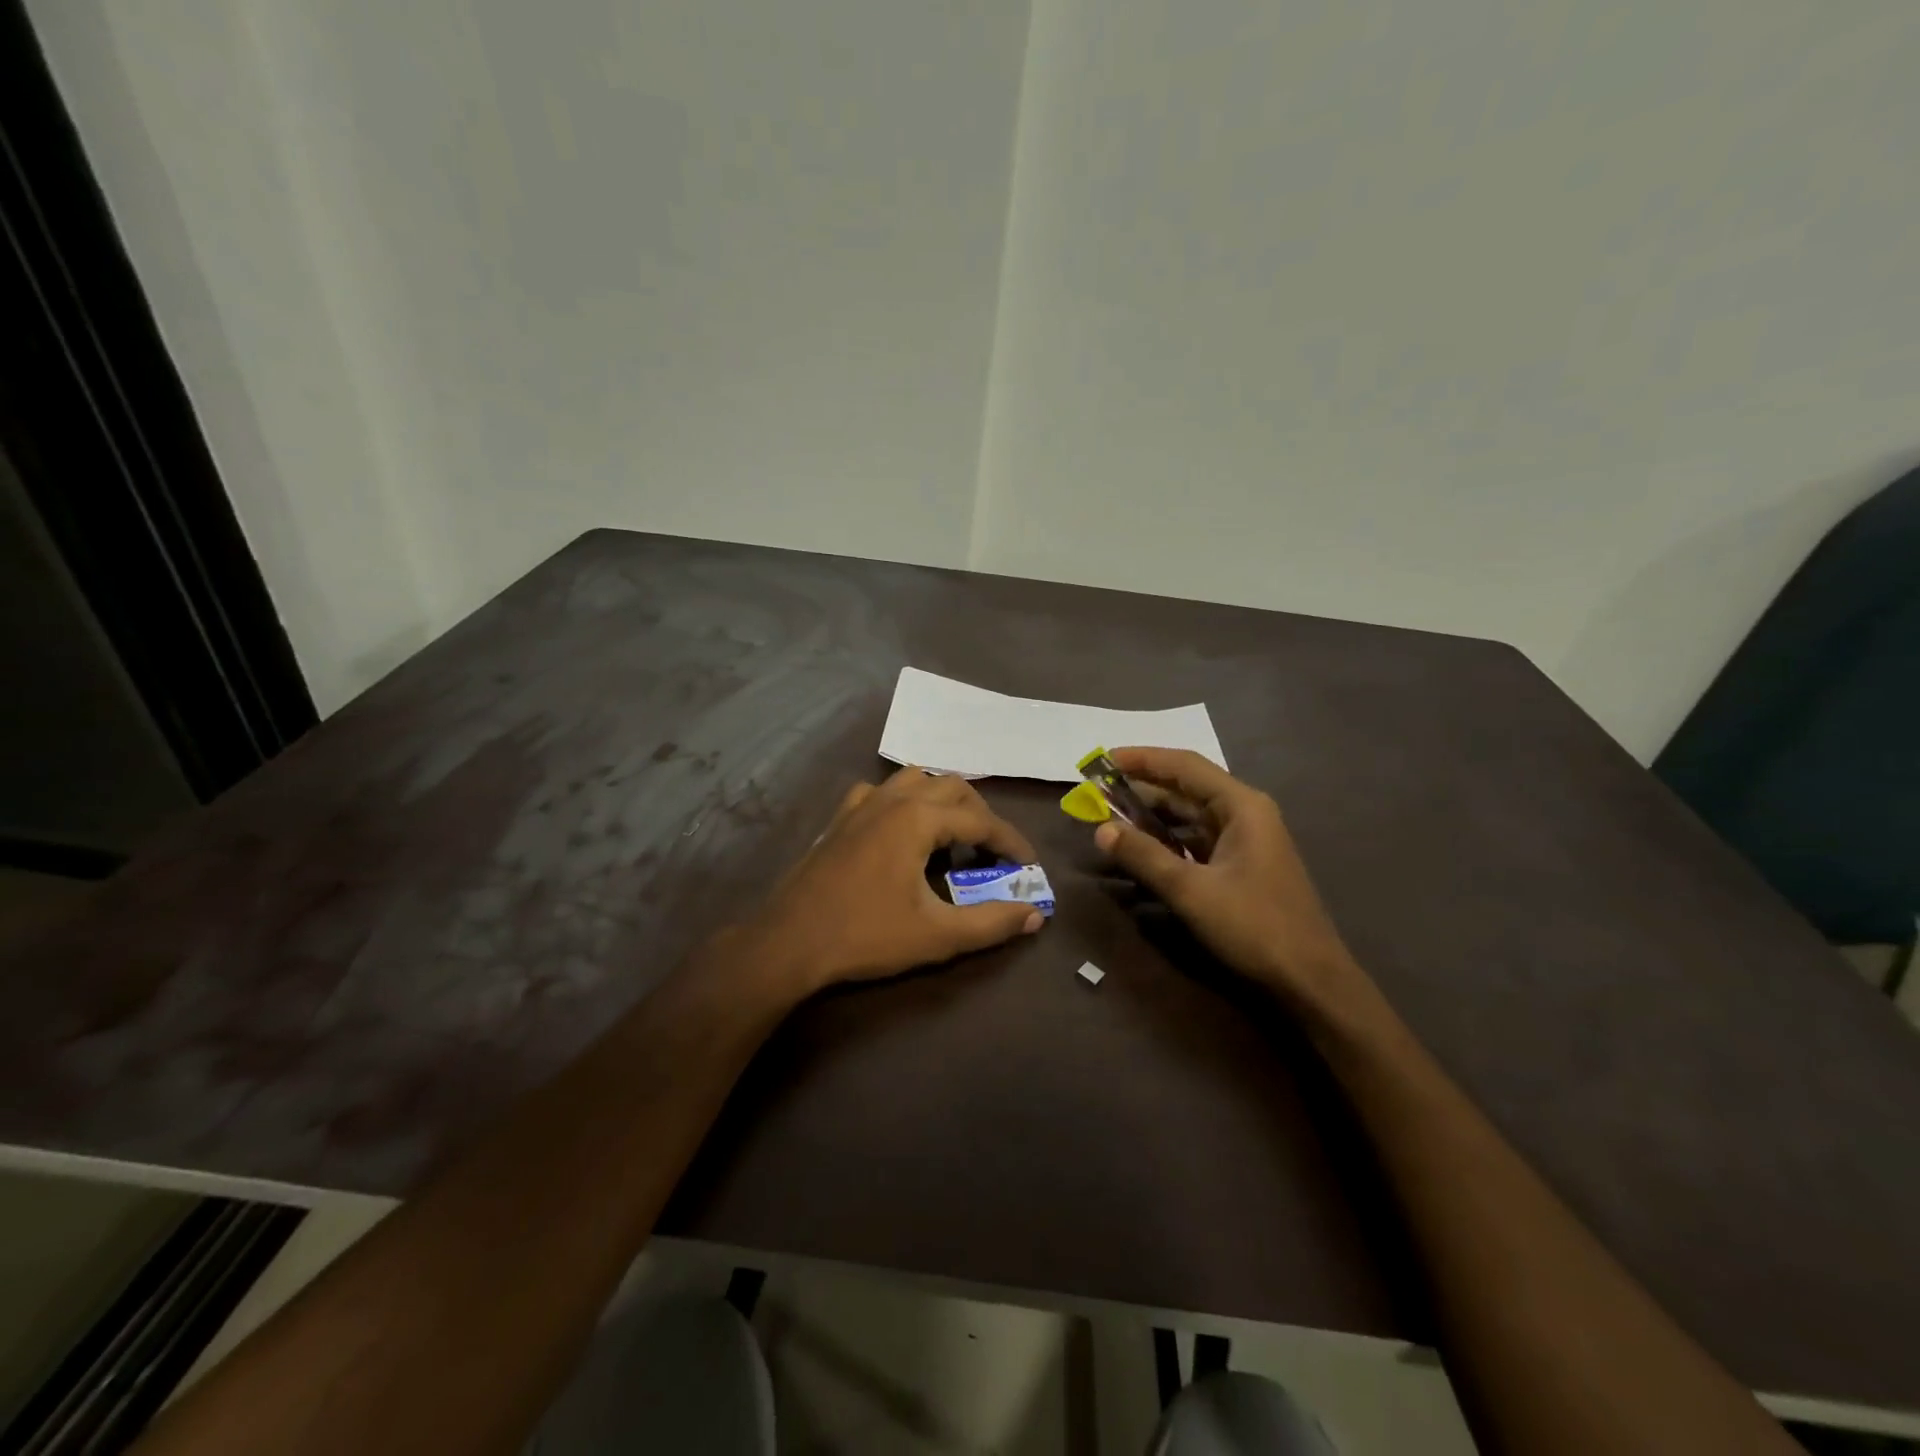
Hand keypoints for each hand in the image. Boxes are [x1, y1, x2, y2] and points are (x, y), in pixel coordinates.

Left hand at [745, 766, 1045, 994]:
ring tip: (952, 837)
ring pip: (915, 780)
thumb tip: (1034, 915)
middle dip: (980, 815)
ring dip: (942, 801)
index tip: (1028, 865)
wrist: (790, 942)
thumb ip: (991, 923)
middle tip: (992, 852)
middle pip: (952, 787)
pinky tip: (901, 831)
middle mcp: (892, 799)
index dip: (1011, 842)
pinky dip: (903, 803)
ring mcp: (861, 804)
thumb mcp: (937, 936)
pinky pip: (880, 793)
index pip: (981, 820)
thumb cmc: (866, 936)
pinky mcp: (840, 818)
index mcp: (918, 818)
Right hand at [1092, 747, 1360, 1010]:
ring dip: (1152, 815)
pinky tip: (1141, 846)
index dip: (1142, 759)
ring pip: (1190, 816)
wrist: (1310, 979)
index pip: (1184, 766)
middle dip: (1142, 788)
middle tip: (1097, 790)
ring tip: (1111, 815)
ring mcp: (1245, 840)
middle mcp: (1245, 813)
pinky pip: (1196, 840)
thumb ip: (1144, 856)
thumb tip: (1100, 829)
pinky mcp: (1241, 865)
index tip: (1103, 759)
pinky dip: (1167, 839)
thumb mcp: (1191, 890)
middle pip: (1186, 788)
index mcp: (1241, 806)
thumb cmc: (1254, 926)